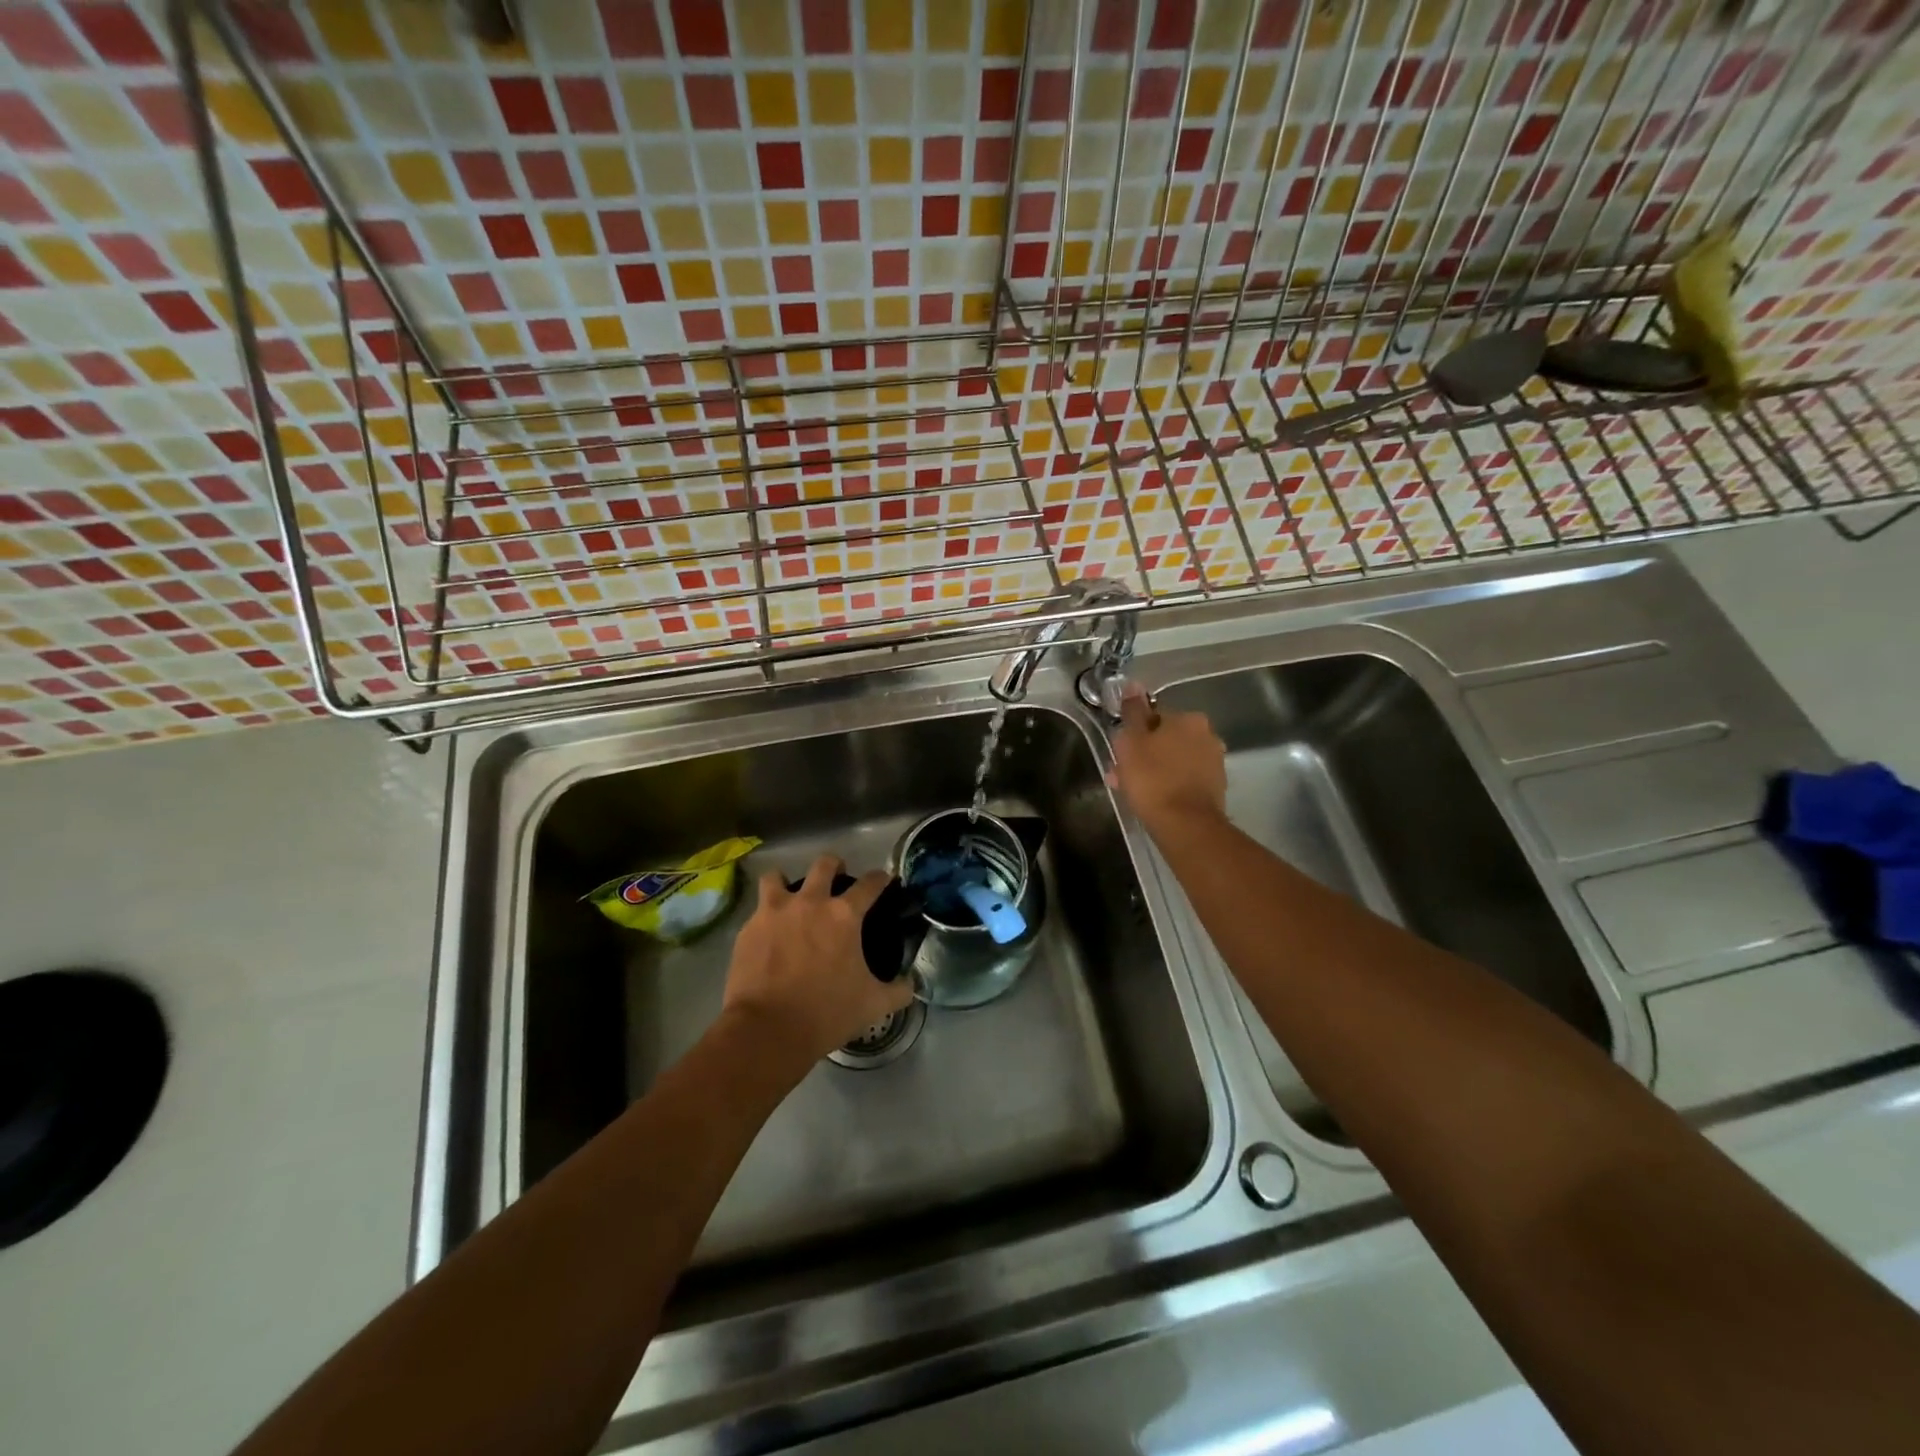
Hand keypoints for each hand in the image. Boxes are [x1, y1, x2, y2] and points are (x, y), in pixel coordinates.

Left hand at [722, 855, 913, 1066]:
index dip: (881, 878)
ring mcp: (774, 912)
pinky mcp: (748, 929)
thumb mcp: (873, 1005)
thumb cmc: (827, 1012)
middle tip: (837, 878)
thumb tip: (910, 984)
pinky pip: (758, 911)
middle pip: (824, 864)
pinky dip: (765, 917)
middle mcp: (810, 902)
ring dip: (786, 882)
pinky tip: (768, 934)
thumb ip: (897, 991)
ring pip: (777, 877)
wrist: (768, 1029)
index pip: (870, 884)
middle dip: (834, 865)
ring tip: (790, 896)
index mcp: (844, 915)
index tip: (884, 879)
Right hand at [1109, 686, 1228, 838]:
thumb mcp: (1132, 741)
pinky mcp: (1216, 787)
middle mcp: (1207, 734)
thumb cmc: (1152, 778)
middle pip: (1167, 739)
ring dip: (1156, 769)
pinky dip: (1170, 784)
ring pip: (1175, 759)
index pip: (1155, 717)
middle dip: (1146, 753)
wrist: (1185, 824)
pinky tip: (1154, 799)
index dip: (1135, 734)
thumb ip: (1133, 712)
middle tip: (1124, 773)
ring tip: (1134, 790)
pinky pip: (1185, 778)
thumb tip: (1133, 685)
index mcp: (1188, 718)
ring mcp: (1215, 762)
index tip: (1122, 752)